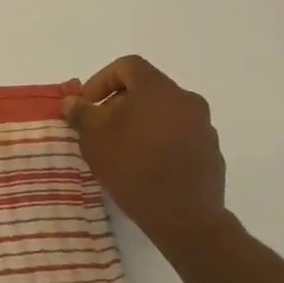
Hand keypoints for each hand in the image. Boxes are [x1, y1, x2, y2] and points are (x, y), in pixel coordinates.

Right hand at [62, 56, 237, 255]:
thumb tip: (73, 102)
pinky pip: (178, 135)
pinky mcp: (210, 152)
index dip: (101, 80)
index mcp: (158, 89)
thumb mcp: (93, 136)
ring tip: (121, 149)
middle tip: (99, 127)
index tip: (88, 105)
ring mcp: (203, 127)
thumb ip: (81, 113)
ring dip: (139, 122)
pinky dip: (159, 141)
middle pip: (146, 89)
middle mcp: (186, 100)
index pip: (127, 66)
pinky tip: (145, 165)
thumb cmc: (133, 166)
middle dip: (118, 103)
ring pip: (163, 112)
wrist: (184, 216)